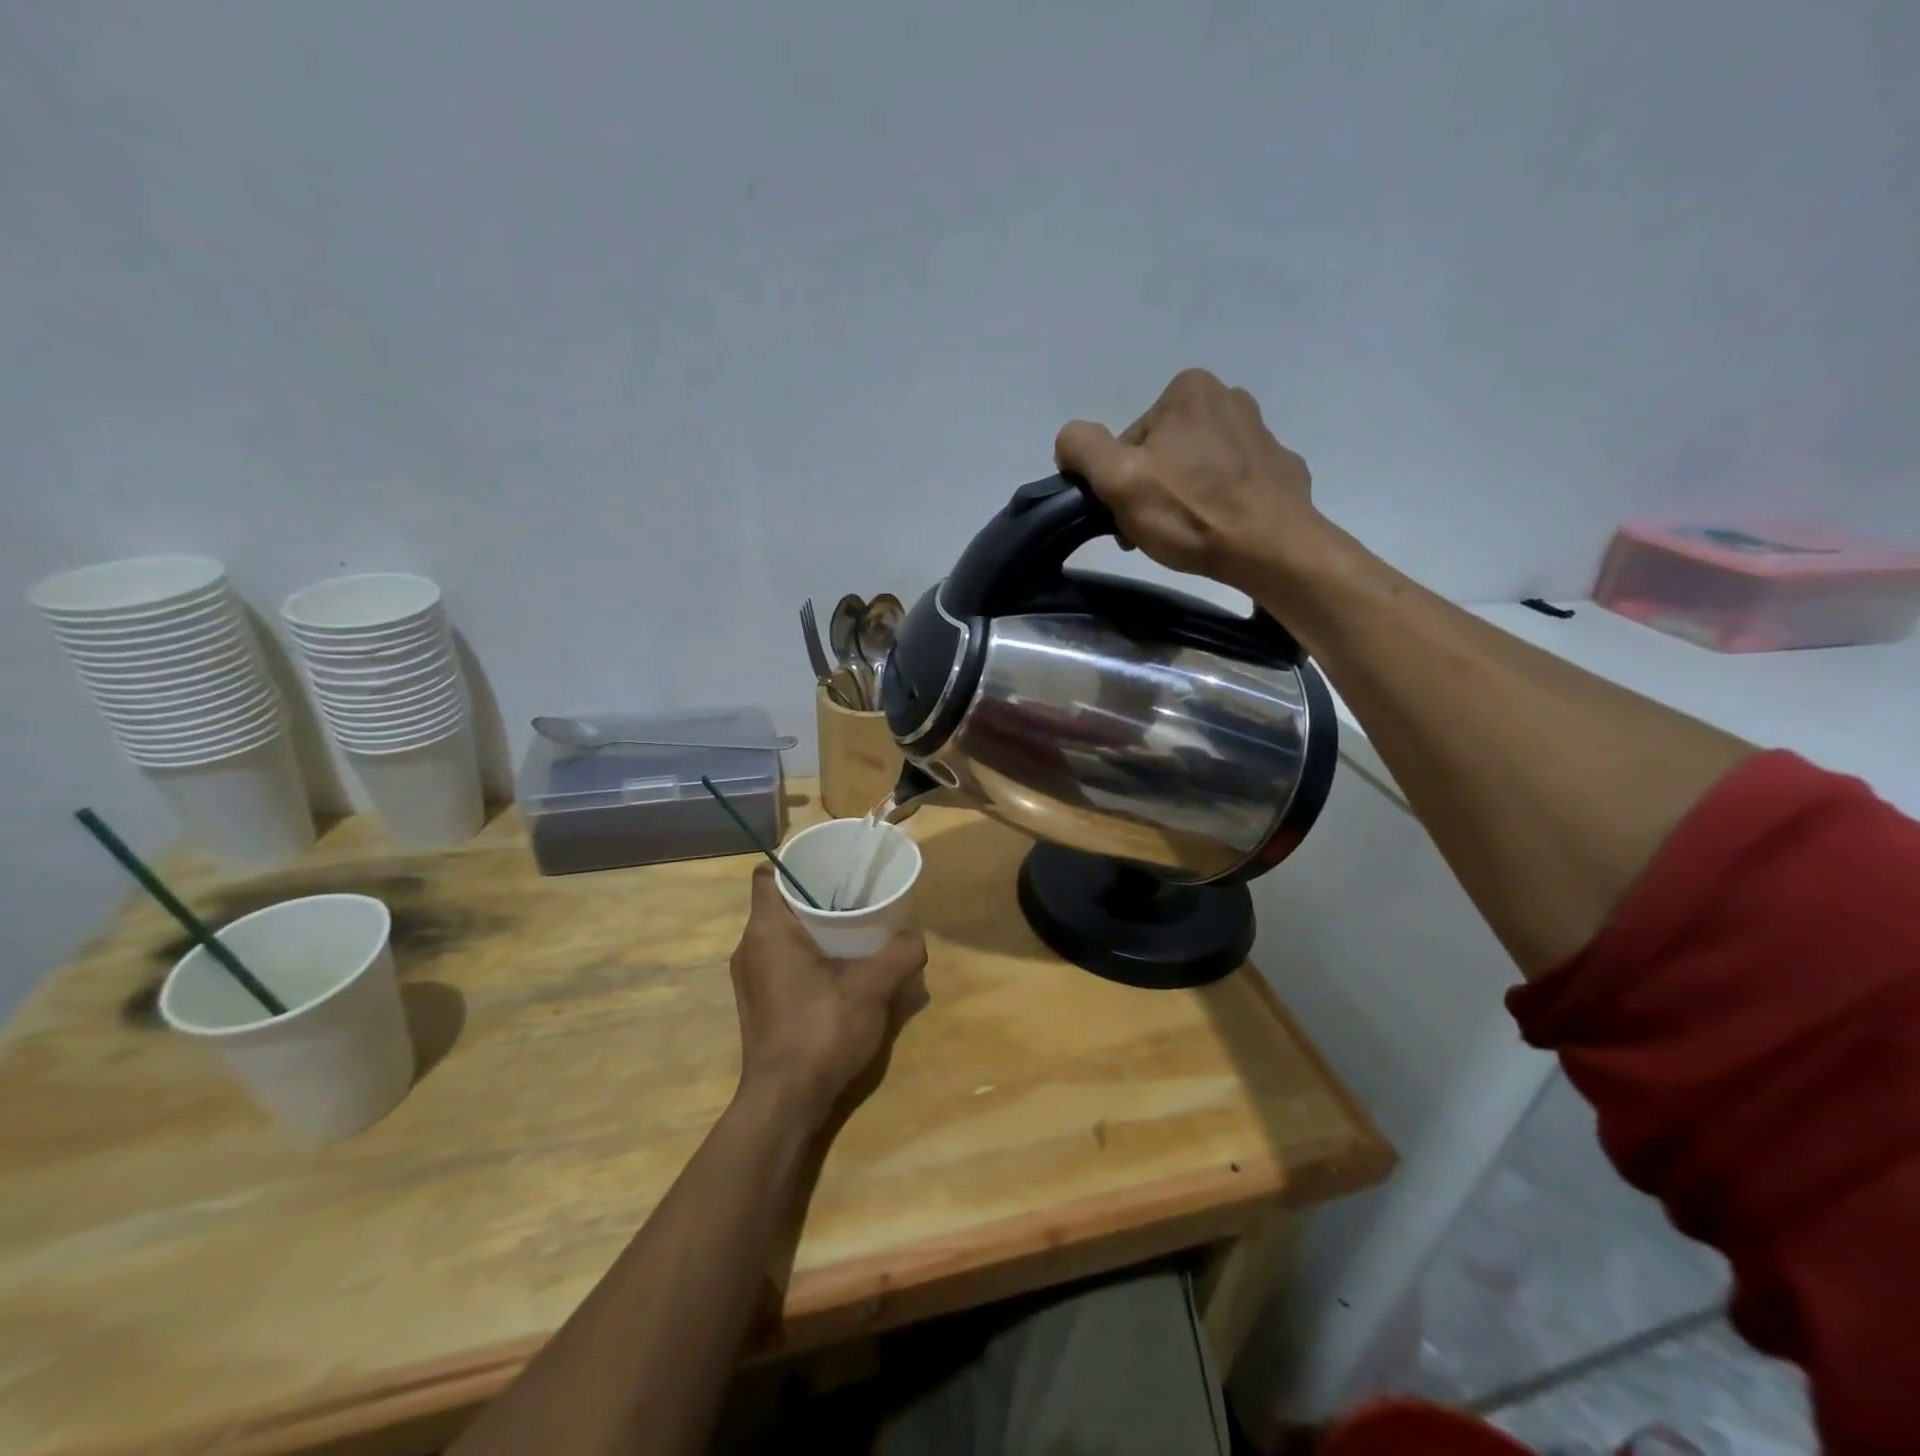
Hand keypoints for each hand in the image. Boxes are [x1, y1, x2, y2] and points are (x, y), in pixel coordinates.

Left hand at [728, 865, 928, 1129]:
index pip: (768, 874)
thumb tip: (916, 937)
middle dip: (816, 895)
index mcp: (767, 930)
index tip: (831, 866)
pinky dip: (808, 955)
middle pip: (779, 902)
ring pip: (781, 934)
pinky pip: (782, 961)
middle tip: (855, 894)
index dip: (797, 863)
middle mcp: (750, 948)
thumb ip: (899, 954)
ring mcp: (751, 978)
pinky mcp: (759, 1002)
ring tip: (854, 929)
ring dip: (814, 928)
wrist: (785, 1102)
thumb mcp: (872, 987)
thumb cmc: (821, 1030)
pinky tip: (842, 970)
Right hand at [1054, 369, 1325, 594]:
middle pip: (1163, 452)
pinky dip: (1220, 503)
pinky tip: (1219, 530)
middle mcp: (1229, 397)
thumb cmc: (1191, 512)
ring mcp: (1261, 432)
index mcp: (1188, 389)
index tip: (1128, 515)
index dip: (1120, 482)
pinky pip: (1233, 483)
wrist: (1272, 549)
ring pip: (1197, 467)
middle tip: (1154, 530)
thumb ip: (1082, 448)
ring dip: (1184, 497)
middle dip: (1152, 489)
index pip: (1129, 441)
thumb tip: (1069, 441)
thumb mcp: (1118, 480)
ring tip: (1187, 535)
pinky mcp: (1280, 468)